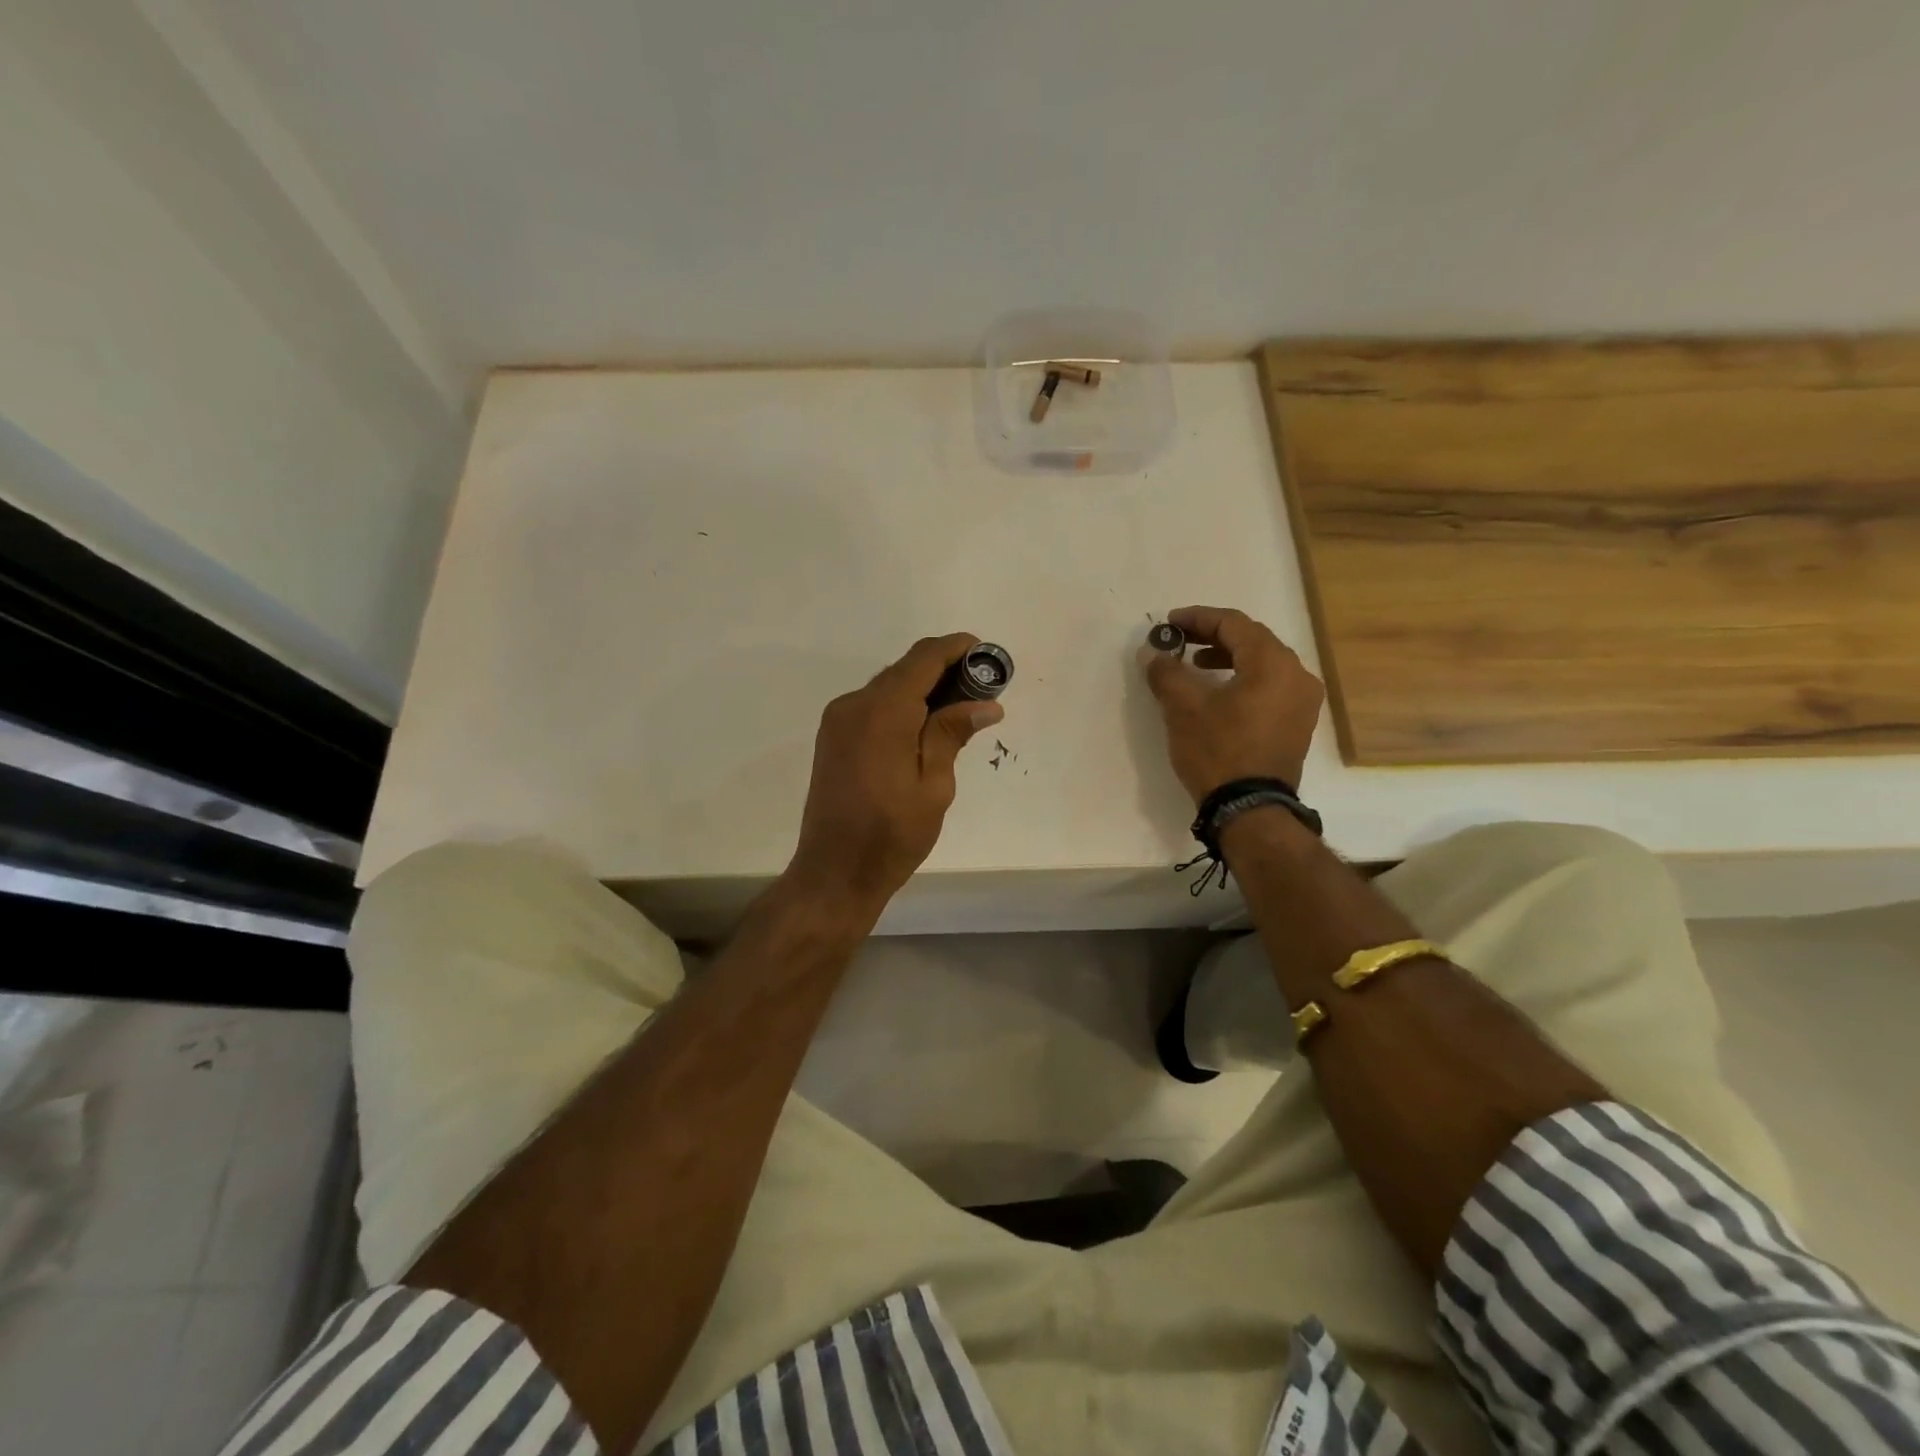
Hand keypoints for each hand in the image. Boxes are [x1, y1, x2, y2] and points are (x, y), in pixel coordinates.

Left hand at [786, 634, 1003, 920]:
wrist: (834, 873)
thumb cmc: (891, 835)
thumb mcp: (933, 787)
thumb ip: (951, 735)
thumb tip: (985, 704)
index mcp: (881, 712)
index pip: (923, 659)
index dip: (957, 648)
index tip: (987, 654)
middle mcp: (853, 705)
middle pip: (904, 669)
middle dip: (944, 670)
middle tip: (982, 691)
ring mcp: (838, 720)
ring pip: (888, 687)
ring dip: (923, 688)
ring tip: (959, 711)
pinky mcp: (833, 737)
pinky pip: (873, 706)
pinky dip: (902, 705)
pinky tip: (925, 728)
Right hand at [1141, 606, 1323, 803]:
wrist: (1250, 810)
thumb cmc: (1218, 751)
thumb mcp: (1183, 708)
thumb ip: (1166, 672)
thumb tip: (1152, 653)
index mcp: (1273, 663)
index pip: (1233, 624)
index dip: (1198, 618)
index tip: (1169, 623)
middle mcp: (1297, 675)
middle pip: (1252, 640)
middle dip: (1212, 637)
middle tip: (1180, 641)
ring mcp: (1303, 701)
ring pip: (1262, 664)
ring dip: (1228, 658)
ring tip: (1196, 666)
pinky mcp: (1298, 724)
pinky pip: (1270, 686)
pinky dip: (1243, 679)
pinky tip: (1219, 693)